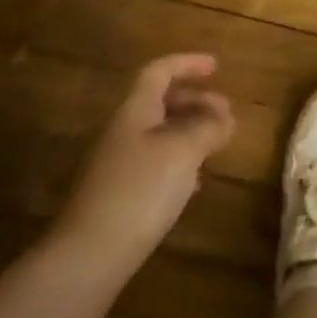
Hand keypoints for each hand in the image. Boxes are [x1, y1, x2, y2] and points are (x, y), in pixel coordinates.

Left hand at [55, 54, 233, 280]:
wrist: (90, 254)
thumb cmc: (140, 189)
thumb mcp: (184, 150)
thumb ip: (208, 127)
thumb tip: (224, 116)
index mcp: (135, 111)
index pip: (159, 72)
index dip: (188, 63)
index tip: (217, 66)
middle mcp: (123, 131)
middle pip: (160, 102)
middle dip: (195, 101)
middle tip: (226, 113)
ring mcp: (119, 164)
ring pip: (160, 133)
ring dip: (190, 131)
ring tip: (217, 144)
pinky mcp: (120, 194)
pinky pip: (156, 163)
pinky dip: (181, 161)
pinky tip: (196, 182)